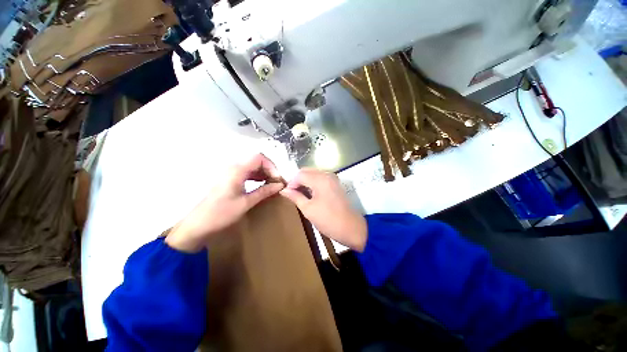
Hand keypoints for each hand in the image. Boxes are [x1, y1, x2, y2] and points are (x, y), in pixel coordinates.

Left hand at [165, 153, 284, 252]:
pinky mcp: (230, 179)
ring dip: (264, 173)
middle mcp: (234, 168)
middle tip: (277, 182)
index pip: (259, 158)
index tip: (278, 179)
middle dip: (269, 170)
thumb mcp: (246, 202)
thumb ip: (264, 191)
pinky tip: (262, 184)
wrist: (199, 224)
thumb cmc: (222, 213)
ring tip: (272, 184)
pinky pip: (247, 173)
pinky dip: (257, 177)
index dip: (272, 166)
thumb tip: (280, 185)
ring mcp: (231, 173)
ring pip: (253, 167)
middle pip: (257, 161)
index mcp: (237, 170)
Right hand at [280, 169, 366, 251]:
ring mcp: (333, 178)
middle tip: (292, 193)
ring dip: (305, 181)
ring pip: (313, 173)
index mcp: (320, 180)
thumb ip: (295, 197)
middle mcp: (327, 175)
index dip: (291, 182)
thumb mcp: (308, 209)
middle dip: (297, 180)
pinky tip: (309, 193)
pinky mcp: (335, 183)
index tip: (287, 193)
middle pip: (307, 171)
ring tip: (299, 194)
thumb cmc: (328, 220)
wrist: (351, 227)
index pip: (300, 174)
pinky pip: (320, 177)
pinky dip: (312, 182)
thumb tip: (283, 190)